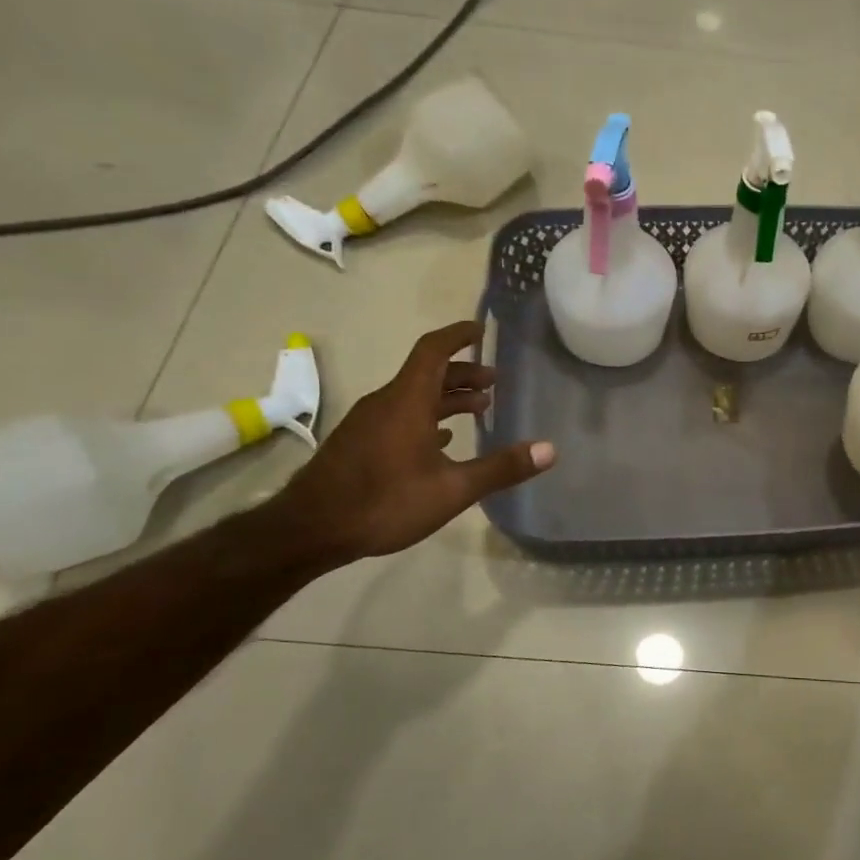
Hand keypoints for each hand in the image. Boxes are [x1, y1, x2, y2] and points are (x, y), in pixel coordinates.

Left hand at [273, 321, 554, 565]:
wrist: (310, 530)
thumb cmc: (384, 502)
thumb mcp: (452, 489)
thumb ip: (501, 468)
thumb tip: (549, 449)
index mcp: (407, 401)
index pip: (434, 350)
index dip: (459, 336)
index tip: (481, 330)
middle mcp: (386, 402)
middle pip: (427, 373)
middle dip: (463, 373)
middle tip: (494, 381)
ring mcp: (369, 422)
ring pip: (413, 396)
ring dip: (446, 397)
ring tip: (478, 409)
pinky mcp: (359, 443)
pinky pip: (399, 415)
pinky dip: (427, 417)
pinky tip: (441, 440)